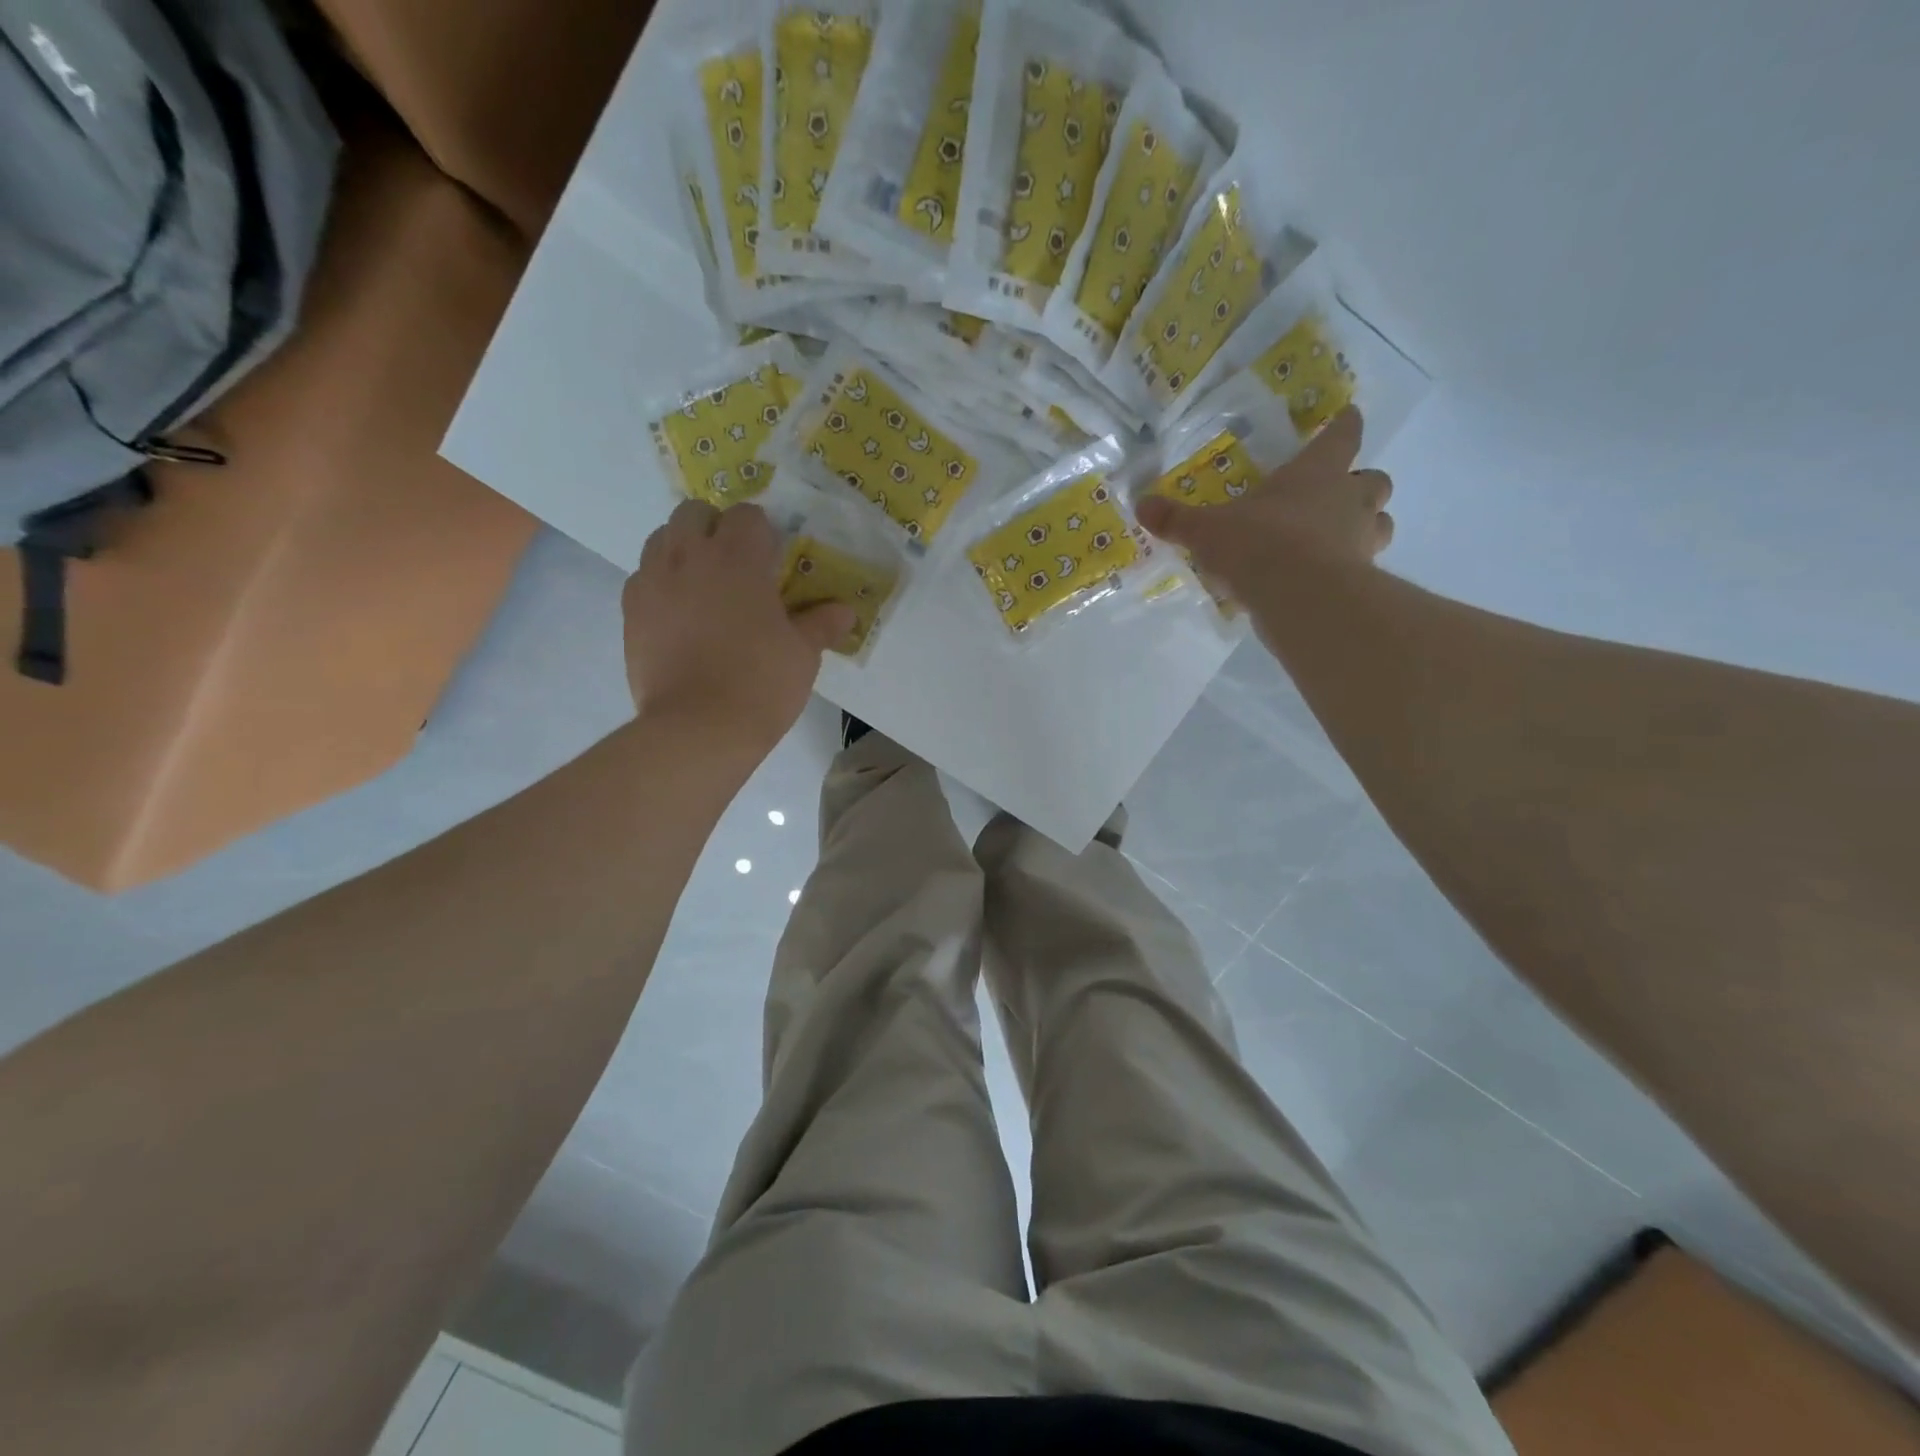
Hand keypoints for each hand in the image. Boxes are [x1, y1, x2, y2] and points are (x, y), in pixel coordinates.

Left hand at [624, 501, 854, 758]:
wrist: (698, 728)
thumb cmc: (760, 683)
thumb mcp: (802, 654)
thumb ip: (821, 624)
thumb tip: (845, 612)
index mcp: (737, 558)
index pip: (747, 515)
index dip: (762, 532)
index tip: (773, 560)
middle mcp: (688, 556)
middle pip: (694, 513)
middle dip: (714, 528)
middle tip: (735, 565)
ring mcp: (652, 582)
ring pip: (661, 540)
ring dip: (682, 550)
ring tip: (704, 586)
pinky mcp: (630, 612)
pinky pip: (643, 579)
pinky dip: (661, 585)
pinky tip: (679, 617)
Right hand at [1135, 406, 1393, 587]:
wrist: (1301, 598)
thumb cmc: (1258, 545)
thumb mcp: (1207, 531)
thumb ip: (1177, 519)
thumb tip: (1140, 505)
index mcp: (1316, 473)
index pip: (1343, 434)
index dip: (1345, 424)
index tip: (1348, 416)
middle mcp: (1348, 499)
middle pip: (1375, 480)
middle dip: (1362, 483)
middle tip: (1339, 493)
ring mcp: (1362, 540)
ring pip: (1381, 523)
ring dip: (1367, 525)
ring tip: (1340, 537)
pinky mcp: (1363, 578)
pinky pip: (1365, 566)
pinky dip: (1352, 567)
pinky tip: (1326, 578)